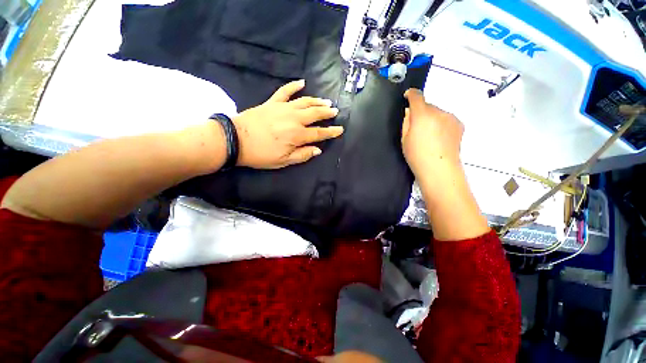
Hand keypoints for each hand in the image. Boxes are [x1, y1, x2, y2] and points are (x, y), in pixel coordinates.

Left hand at [233, 80, 342, 168]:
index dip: (331, 132)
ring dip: (317, 101)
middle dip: (327, 113)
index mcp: (297, 135)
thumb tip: (318, 150)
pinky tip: (302, 82)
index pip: (319, 133)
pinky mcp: (272, 102)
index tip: (340, 129)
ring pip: (305, 102)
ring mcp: (283, 108)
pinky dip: (294, 85)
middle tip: (335, 111)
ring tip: (326, 101)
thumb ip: (303, 155)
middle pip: (315, 114)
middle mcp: (294, 119)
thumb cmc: (261, 154)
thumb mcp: (284, 161)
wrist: (235, 139)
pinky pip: (285, 91)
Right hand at [401, 89, 488, 239]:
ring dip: (432, 118)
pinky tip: (439, 138)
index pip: (417, 96)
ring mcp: (451, 117)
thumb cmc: (416, 156)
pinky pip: (446, 119)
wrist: (440, 169)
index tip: (407, 96)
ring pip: (438, 112)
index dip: (411, 94)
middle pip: (428, 106)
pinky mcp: (459, 124)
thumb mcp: (404, 139)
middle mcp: (438, 111)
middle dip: (421, 112)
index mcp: (422, 115)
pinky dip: (441, 123)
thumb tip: (410, 112)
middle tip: (417, 127)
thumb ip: (407, 122)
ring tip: (429, 135)